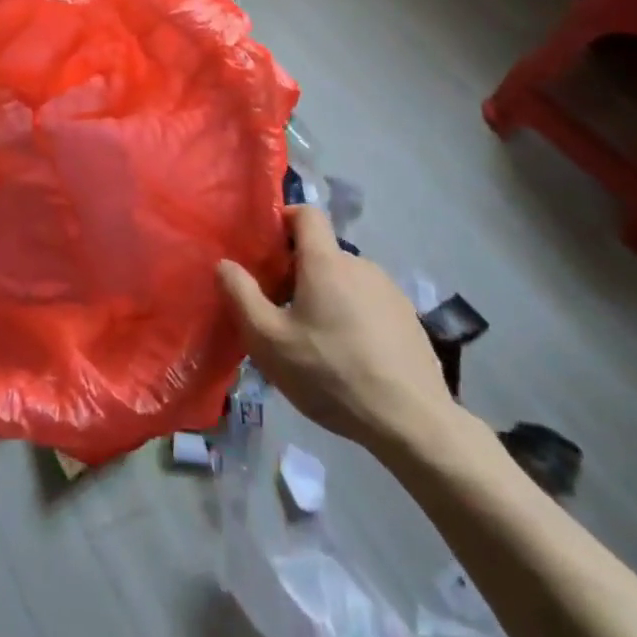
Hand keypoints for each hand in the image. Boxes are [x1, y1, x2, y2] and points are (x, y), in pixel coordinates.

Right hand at [217, 205, 464, 459]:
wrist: (412, 421)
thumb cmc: (331, 374)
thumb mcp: (269, 341)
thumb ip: (241, 296)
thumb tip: (224, 263)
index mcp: (326, 261)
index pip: (307, 214)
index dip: (285, 220)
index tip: (267, 250)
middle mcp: (361, 265)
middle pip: (323, 254)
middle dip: (298, 273)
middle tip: (281, 312)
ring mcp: (390, 291)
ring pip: (346, 281)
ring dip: (327, 297)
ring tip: (316, 342)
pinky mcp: (409, 319)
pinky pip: (370, 304)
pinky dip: (354, 317)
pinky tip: (350, 358)